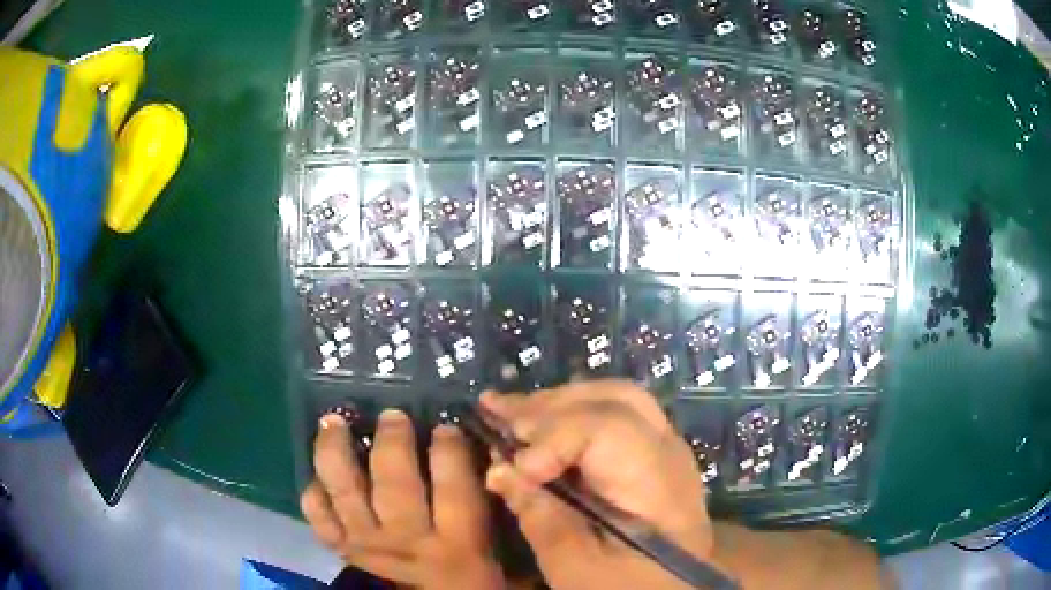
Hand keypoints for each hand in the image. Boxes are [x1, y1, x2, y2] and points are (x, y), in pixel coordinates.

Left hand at [301, 408, 503, 589]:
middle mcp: (407, 542)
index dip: (449, 448)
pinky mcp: (344, 550)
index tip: (446, 426)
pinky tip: (320, 476)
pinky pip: (319, 519)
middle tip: (392, 416)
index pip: (452, 484)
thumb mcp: (495, 544)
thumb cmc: (473, 579)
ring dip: (335, 452)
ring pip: (345, 492)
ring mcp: (368, 545)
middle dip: (391, 440)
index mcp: (458, 542)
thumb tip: (488, 453)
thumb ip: (491, 502)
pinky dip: (313, 494)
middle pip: (393, 482)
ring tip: (333, 422)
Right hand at [482, 380, 723, 589]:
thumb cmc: (628, 588)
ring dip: (560, 404)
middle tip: (495, 413)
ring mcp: (667, 449)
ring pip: (615, 400)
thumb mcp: (577, 568)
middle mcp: (670, 453)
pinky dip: (573, 415)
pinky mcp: (655, 455)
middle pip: (613, 401)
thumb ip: (541, 517)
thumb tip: (499, 467)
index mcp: (659, 485)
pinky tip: (543, 425)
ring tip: (510, 412)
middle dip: (550, 406)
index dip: (554, 436)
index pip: (609, 429)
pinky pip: (616, 415)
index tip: (511, 465)